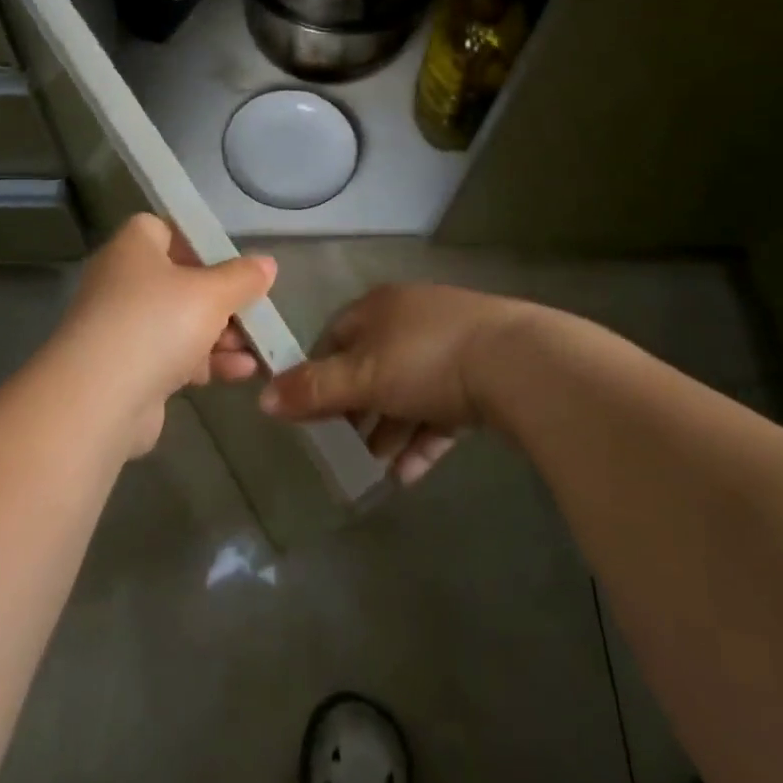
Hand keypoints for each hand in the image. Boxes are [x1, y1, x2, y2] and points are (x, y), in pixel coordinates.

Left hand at [44, 214, 273, 457]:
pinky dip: (205, 361)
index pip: (164, 229)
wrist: (100, 400)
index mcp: (133, 248)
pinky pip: (174, 356)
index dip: (199, 241)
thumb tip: (266, 264)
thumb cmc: (157, 323)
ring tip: (257, 347)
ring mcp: (123, 328)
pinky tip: (242, 372)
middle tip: (255, 310)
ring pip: (180, 322)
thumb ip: (242, 277)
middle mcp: (122, 282)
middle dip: (222, 298)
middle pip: (180, 279)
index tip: (232, 261)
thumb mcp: (212, 293)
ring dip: (221, 334)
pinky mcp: (128, 369)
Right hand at [257, 283, 532, 485]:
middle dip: (357, 411)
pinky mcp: (482, 374)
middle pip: (372, 367)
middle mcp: (413, 318)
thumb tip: (263, 398)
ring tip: (376, 470)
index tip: (309, 412)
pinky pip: (441, 409)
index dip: (317, 372)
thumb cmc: (427, 360)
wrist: (519, 363)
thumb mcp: (363, 376)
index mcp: (380, 308)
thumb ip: (313, 389)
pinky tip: (410, 475)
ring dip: (389, 430)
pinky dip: (423, 438)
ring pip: (408, 391)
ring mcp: (452, 344)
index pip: (335, 336)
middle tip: (343, 448)